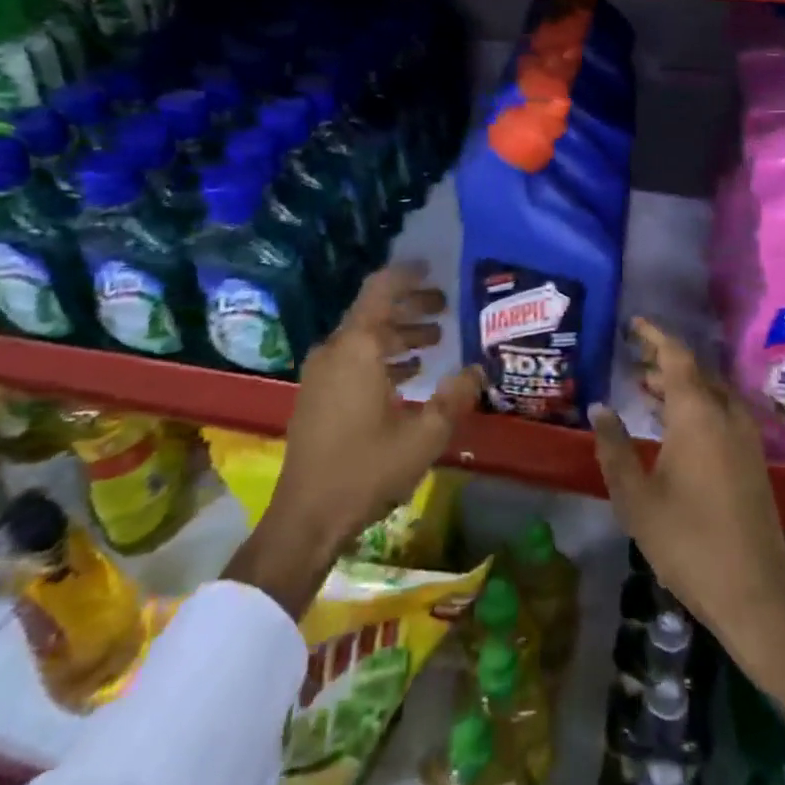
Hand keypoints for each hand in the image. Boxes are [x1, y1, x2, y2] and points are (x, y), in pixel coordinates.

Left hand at [225, 263, 482, 617]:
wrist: (306, 517)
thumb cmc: (367, 470)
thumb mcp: (424, 436)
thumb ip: (455, 398)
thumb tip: (478, 370)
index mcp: (358, 347)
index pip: (381, 290)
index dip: (407, 274)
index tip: (432, 267)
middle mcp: (335, 350)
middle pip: (374, 311)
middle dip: (411, 306)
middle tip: (445, 308)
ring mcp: (321, 373)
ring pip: (364, 337)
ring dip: (398, 334)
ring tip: (434, 341)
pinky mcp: (317, 394)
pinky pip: (353, 359)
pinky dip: (381, 357)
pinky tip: (408, 375)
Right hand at [591, 318, 784, 739]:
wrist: (756, 594)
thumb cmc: (688, 542)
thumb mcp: (636, 496)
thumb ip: (614, 446)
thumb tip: (599, 406)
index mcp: (698, 413)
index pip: (676, 356)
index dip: (654, 336)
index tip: (632, 324)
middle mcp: (726, 414)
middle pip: (695, 370)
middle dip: (663, 359)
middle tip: (630, 356)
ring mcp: (744, 436)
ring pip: (709, 391)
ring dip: (678, 383)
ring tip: (642, 385)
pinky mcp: (752, 458)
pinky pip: (720, 412)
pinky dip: (693, 404)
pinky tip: (671, 423)